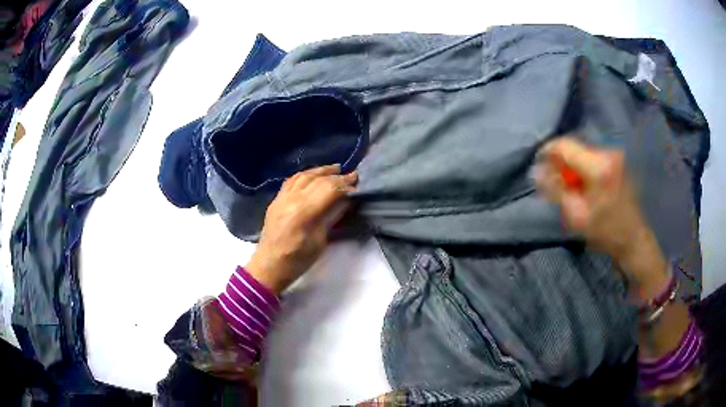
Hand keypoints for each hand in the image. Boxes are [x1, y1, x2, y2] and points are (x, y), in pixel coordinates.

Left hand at [245, 164, 357, 293]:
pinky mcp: (276, 200)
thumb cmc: (298, 260)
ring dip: (321, 171)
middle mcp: (292, 199)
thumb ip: (332, 217)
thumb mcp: (320, 241)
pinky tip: (313, 175)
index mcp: (304, 212)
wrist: (269, 266)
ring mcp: (281, 197)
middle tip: (351, 175)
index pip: (329, 188)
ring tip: (335, 169)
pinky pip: (291, 180)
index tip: (358, 182)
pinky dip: (305, 175)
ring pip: (303, 175)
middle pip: (318, 179)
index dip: (345, 183)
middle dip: (337, 176)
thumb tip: (346, 200)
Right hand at [534, 137, 668, 296]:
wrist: (633, 238)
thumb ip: (556, 190)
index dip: (547, 151)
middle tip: (552, 181)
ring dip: (571, 165)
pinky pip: (592, 157)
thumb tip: (537, 171)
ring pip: (582, 152)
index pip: (565, 145)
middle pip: (574, 147)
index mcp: (598, 167)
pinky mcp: (618, 160)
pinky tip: (582, 185)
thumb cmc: (606, 232)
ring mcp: (614, 155)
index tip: (537, 164)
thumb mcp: (576, 216)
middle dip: (560, 161)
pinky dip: (583, 168)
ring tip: (568, 186)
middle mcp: (608, 153)